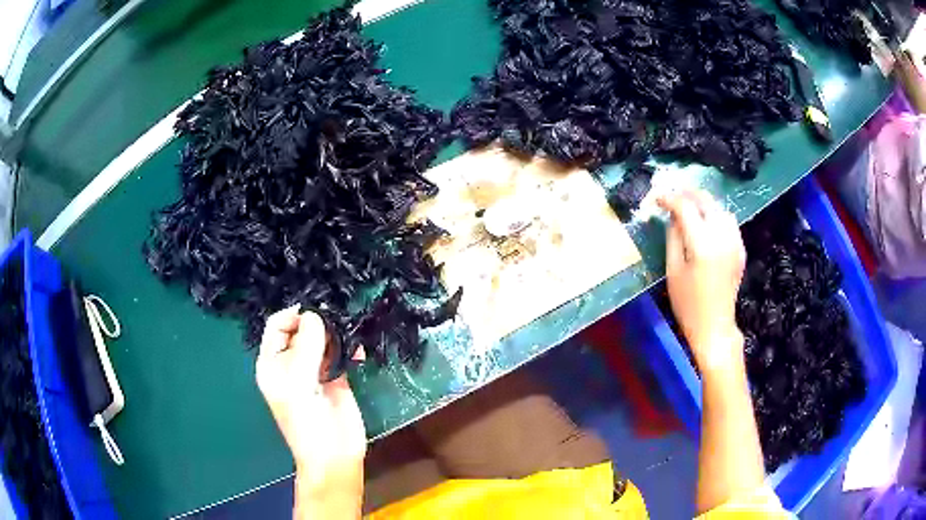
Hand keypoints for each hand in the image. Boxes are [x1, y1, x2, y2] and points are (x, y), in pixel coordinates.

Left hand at [256, 306, 365, 516]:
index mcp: (273, 364)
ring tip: (348, 329)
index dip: (292, 316)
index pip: (276, 327)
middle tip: (335, 318)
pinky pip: (341, 355)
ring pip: (322, 340)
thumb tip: (314, 315)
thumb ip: (306, 347)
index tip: (314, 310)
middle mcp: (291, 364)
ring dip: (334, 332)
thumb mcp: (299, 383)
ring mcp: (315, 371)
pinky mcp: (337, 379)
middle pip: (301, 330)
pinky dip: (349, 348)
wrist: (334, 456)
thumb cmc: (306, 422)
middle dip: (316, 321)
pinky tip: (358, 349)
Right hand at [658, 190, 745, 371]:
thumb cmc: (687, 304)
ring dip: (703, 203)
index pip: (685, 206)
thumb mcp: (672, 270)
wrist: (714, 326)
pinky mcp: (740, 249)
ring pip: (719, 208)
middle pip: (705, 200)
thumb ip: (673, 238)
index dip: (668, 198)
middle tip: (671, 198)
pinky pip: (729, 221)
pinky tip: (706, 223)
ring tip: (688, 207)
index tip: (656, 198)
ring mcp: (735, 241)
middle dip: (687, 194)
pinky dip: (715, 215)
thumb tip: (672, 216)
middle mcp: (722, 236)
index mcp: (702, 243)